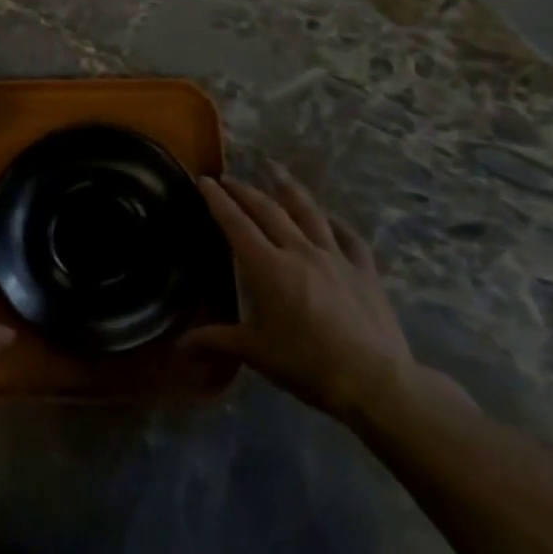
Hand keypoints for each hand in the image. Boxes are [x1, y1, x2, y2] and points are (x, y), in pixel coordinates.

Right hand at [181, 176, 419, 424]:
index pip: (235, 223)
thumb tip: (179, 344)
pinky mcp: (364, 270)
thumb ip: (215, 340)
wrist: (372, 379)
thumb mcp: (254, 352)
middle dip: (245, 191)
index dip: (217, 200)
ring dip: (289, 191)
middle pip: (268, 210)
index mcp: (267, 266)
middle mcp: (298, 250)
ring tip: (276, 174)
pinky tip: (331, 219)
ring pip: (309, 213)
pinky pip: (349, 237)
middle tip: (229, 178)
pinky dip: (336, 223)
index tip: (204, 180)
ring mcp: (335, 257)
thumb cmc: (305, 364)